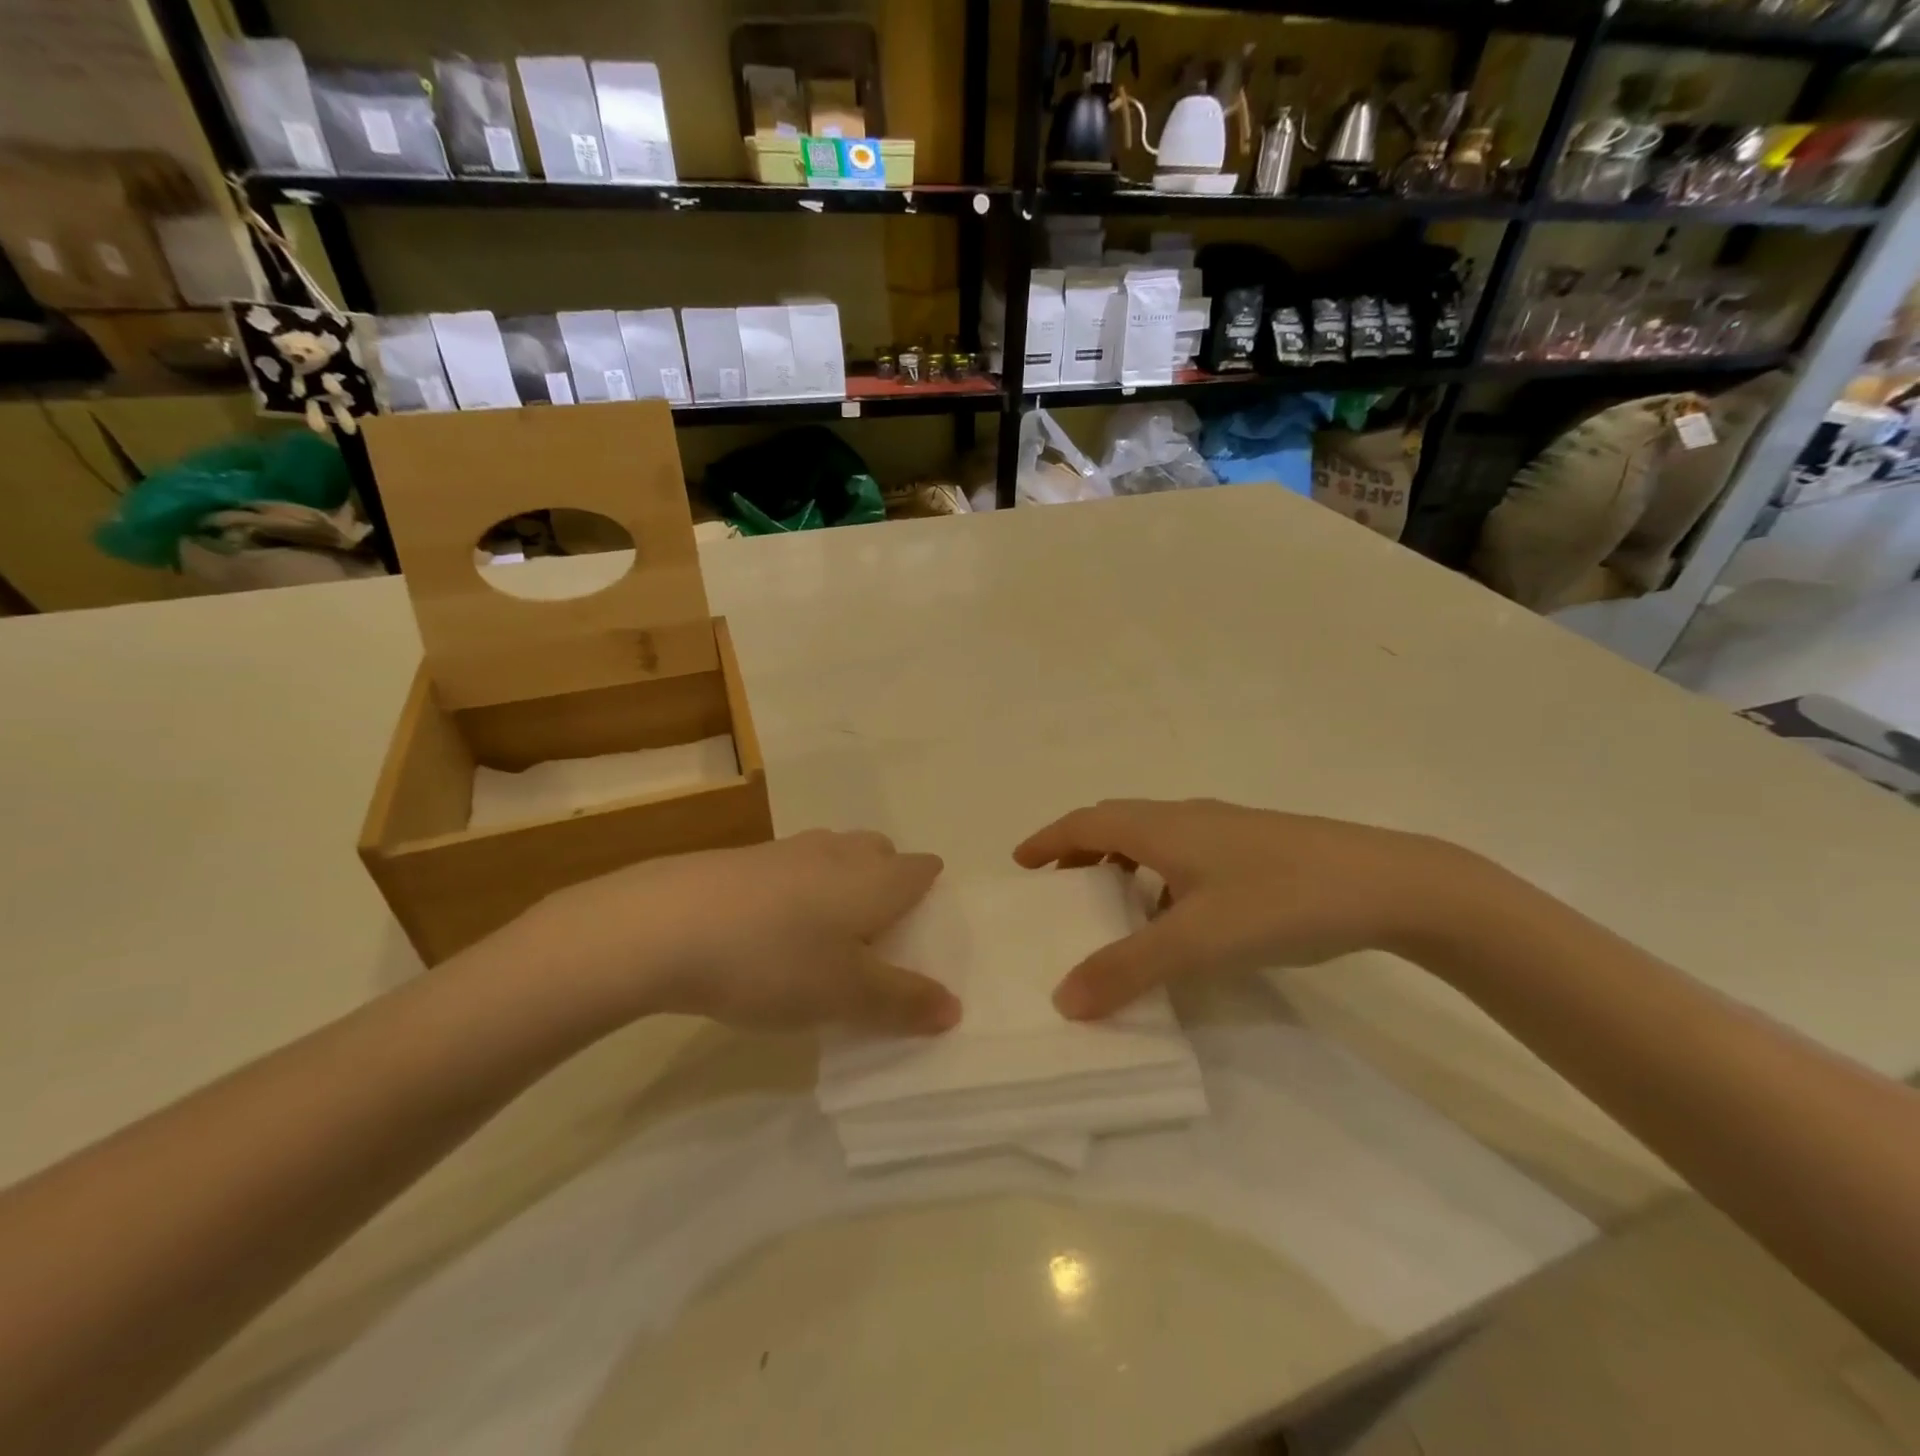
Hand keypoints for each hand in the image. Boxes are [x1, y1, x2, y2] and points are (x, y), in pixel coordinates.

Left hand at [497, 831, 960, 1035]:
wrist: (664, 924)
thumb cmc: (774, 959)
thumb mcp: (846, 995)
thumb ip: (904, 1002)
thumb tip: (955, 1007)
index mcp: (877, 878)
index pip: (923, 870)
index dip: (931, 895)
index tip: (922, 931)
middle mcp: (840, 852)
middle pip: (881, 854)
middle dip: (888, 884)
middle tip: (876, 936)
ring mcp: (789, 850)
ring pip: (835, 857)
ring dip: (841, 886)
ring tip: (825, 935)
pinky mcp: (746, 859)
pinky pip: (793, 869)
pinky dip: (798, 892)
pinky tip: (772, 931)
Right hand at [1014, 799, 1485, 1019]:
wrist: (1390, 884)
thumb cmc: (1281, 900)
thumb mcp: (1197, 940)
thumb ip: (1128, 969)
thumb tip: (1063, 1000)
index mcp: (1162, 826)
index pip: (1086, 821)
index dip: (1048, 839)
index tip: (1020, 863)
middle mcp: (1187, 817)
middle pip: (1116, 823)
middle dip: (1079, 850)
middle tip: (1057, 886)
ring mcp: (1226, 830)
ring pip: (1153, 837)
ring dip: (1121, 863)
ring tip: (1111, 904)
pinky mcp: (1256, 848)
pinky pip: (1185, 853)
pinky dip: (1160, 876)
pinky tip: (1180, 916)